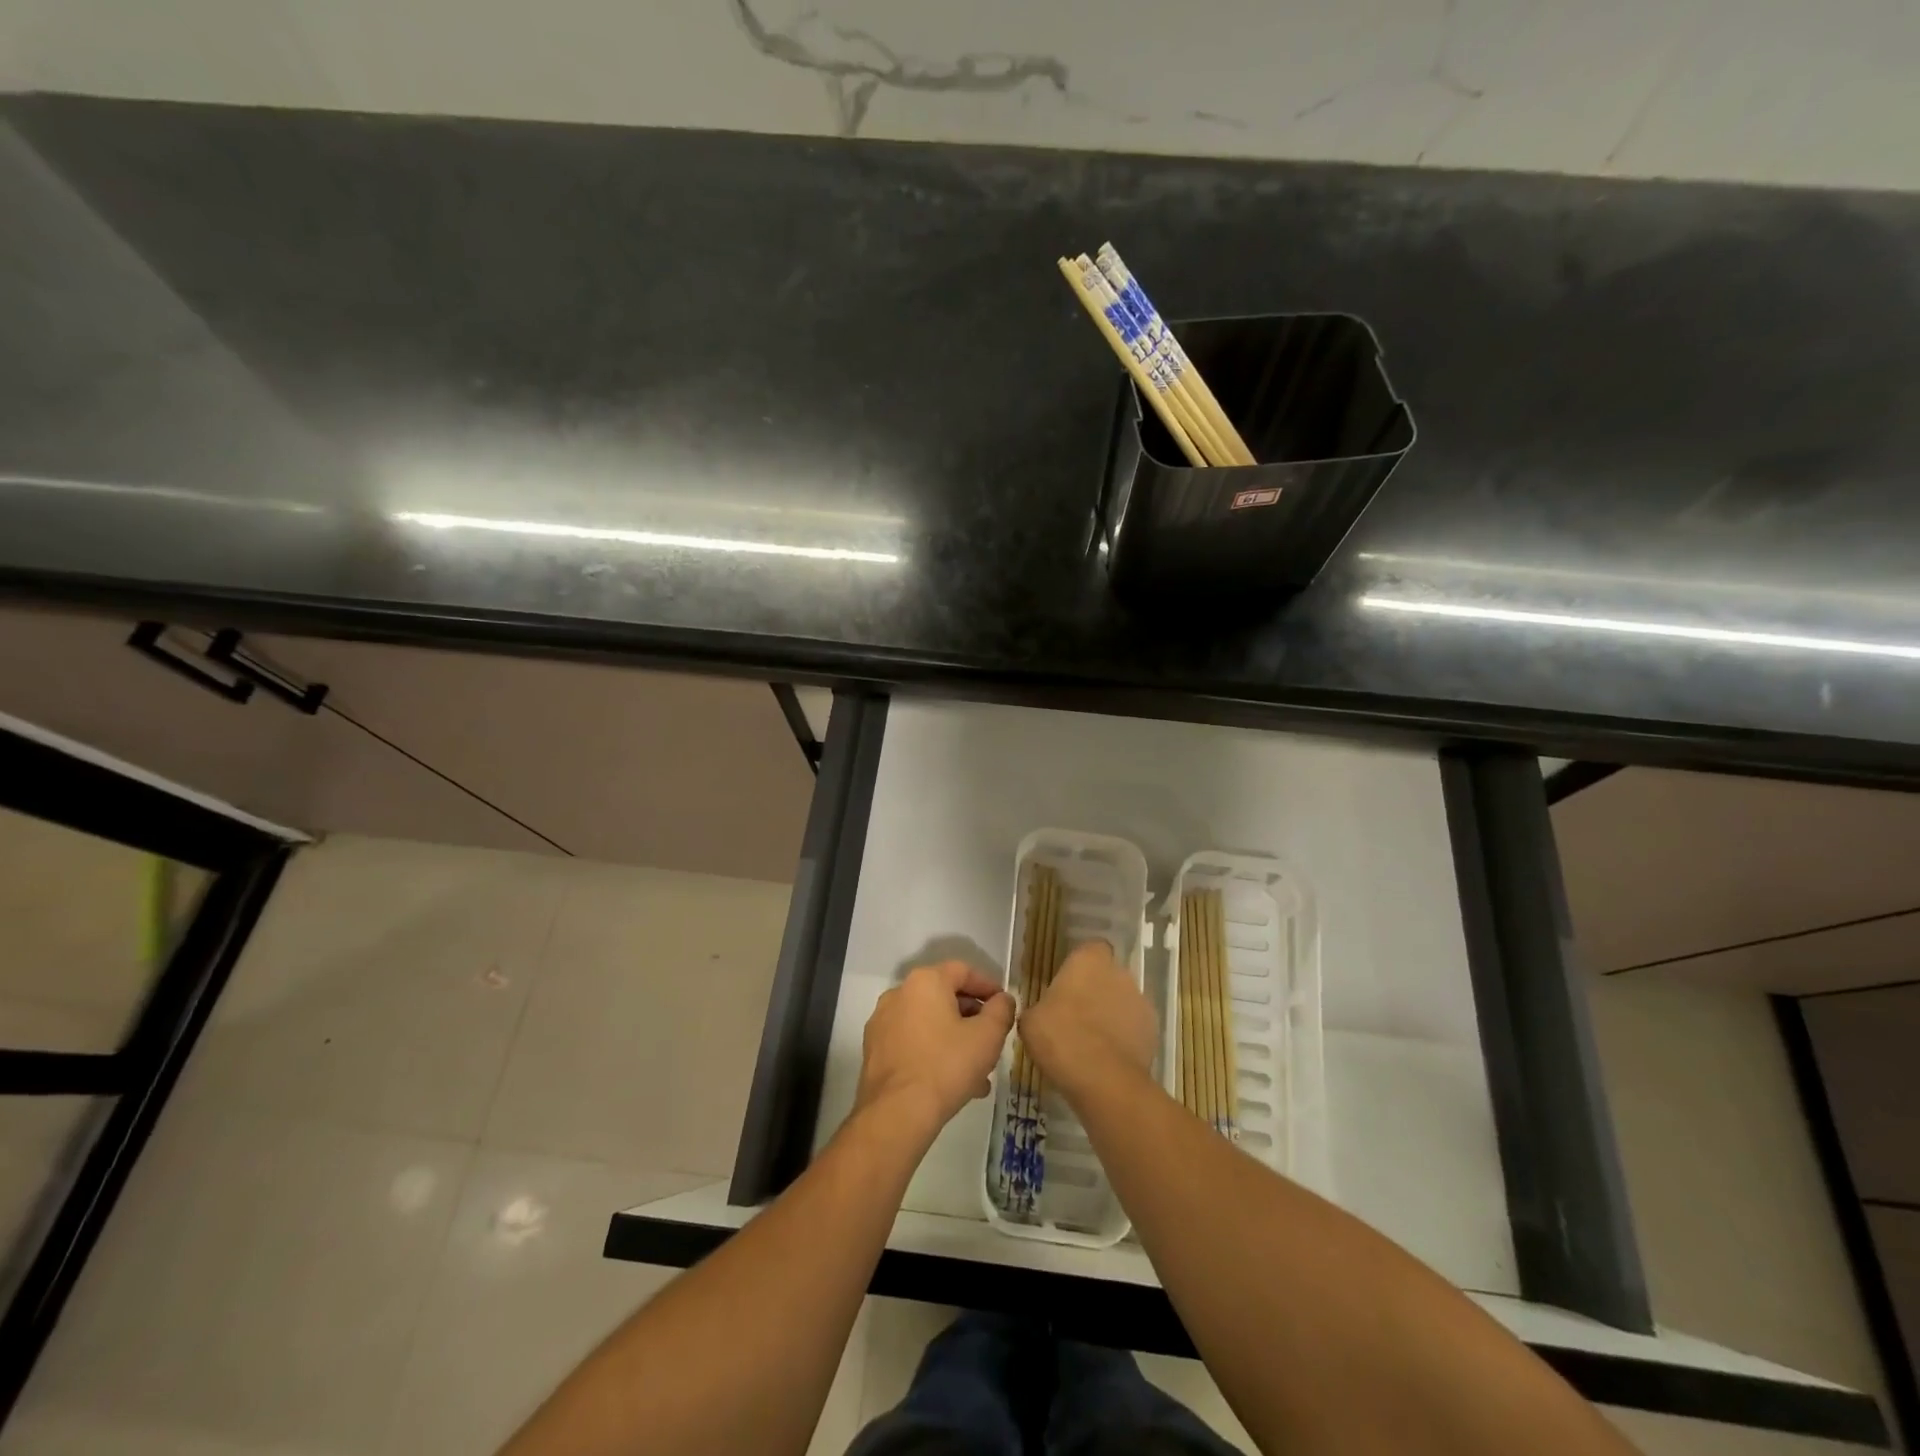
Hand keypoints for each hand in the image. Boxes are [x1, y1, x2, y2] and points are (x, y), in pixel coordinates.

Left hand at [856, 961, 1015, 1135]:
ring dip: (954, 1039)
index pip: (963, 971)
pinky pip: (912, 1042)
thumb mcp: (988, 1036)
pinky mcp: (874, 1050)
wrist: (897, 1113)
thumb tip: (1003, 1000)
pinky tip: (951, 1081)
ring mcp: (882, 1022)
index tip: (1004, 1004)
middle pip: (944, 996)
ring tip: (977, 1070)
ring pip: (928, 1023)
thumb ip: (1001, 1010)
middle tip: (991, 1039)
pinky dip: (933, 1052)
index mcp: (925, 981)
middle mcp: (899, 993)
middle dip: (971, 1017)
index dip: (988, 986)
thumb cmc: (947, 1065)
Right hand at [1019, 940, 1157, 1101]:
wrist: (1104, 1080)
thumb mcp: (1030, 1021)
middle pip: (1107, 975)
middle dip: (1095, 990)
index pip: (1090, 949)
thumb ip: (1039, 1007)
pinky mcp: (1153, 1030)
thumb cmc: (1061, 1038)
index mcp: (1088, 960)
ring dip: (1111, 1014)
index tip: (1066, 984)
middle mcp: (1119, 972)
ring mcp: (1140, 1001)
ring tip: (1091, 1042)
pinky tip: (1107, 1058)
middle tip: (1074, 1015)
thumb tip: (1042, 1012)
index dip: (1080, 966)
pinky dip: (1124, 1037)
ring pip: (1123, 1001)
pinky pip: (1134, 1027)